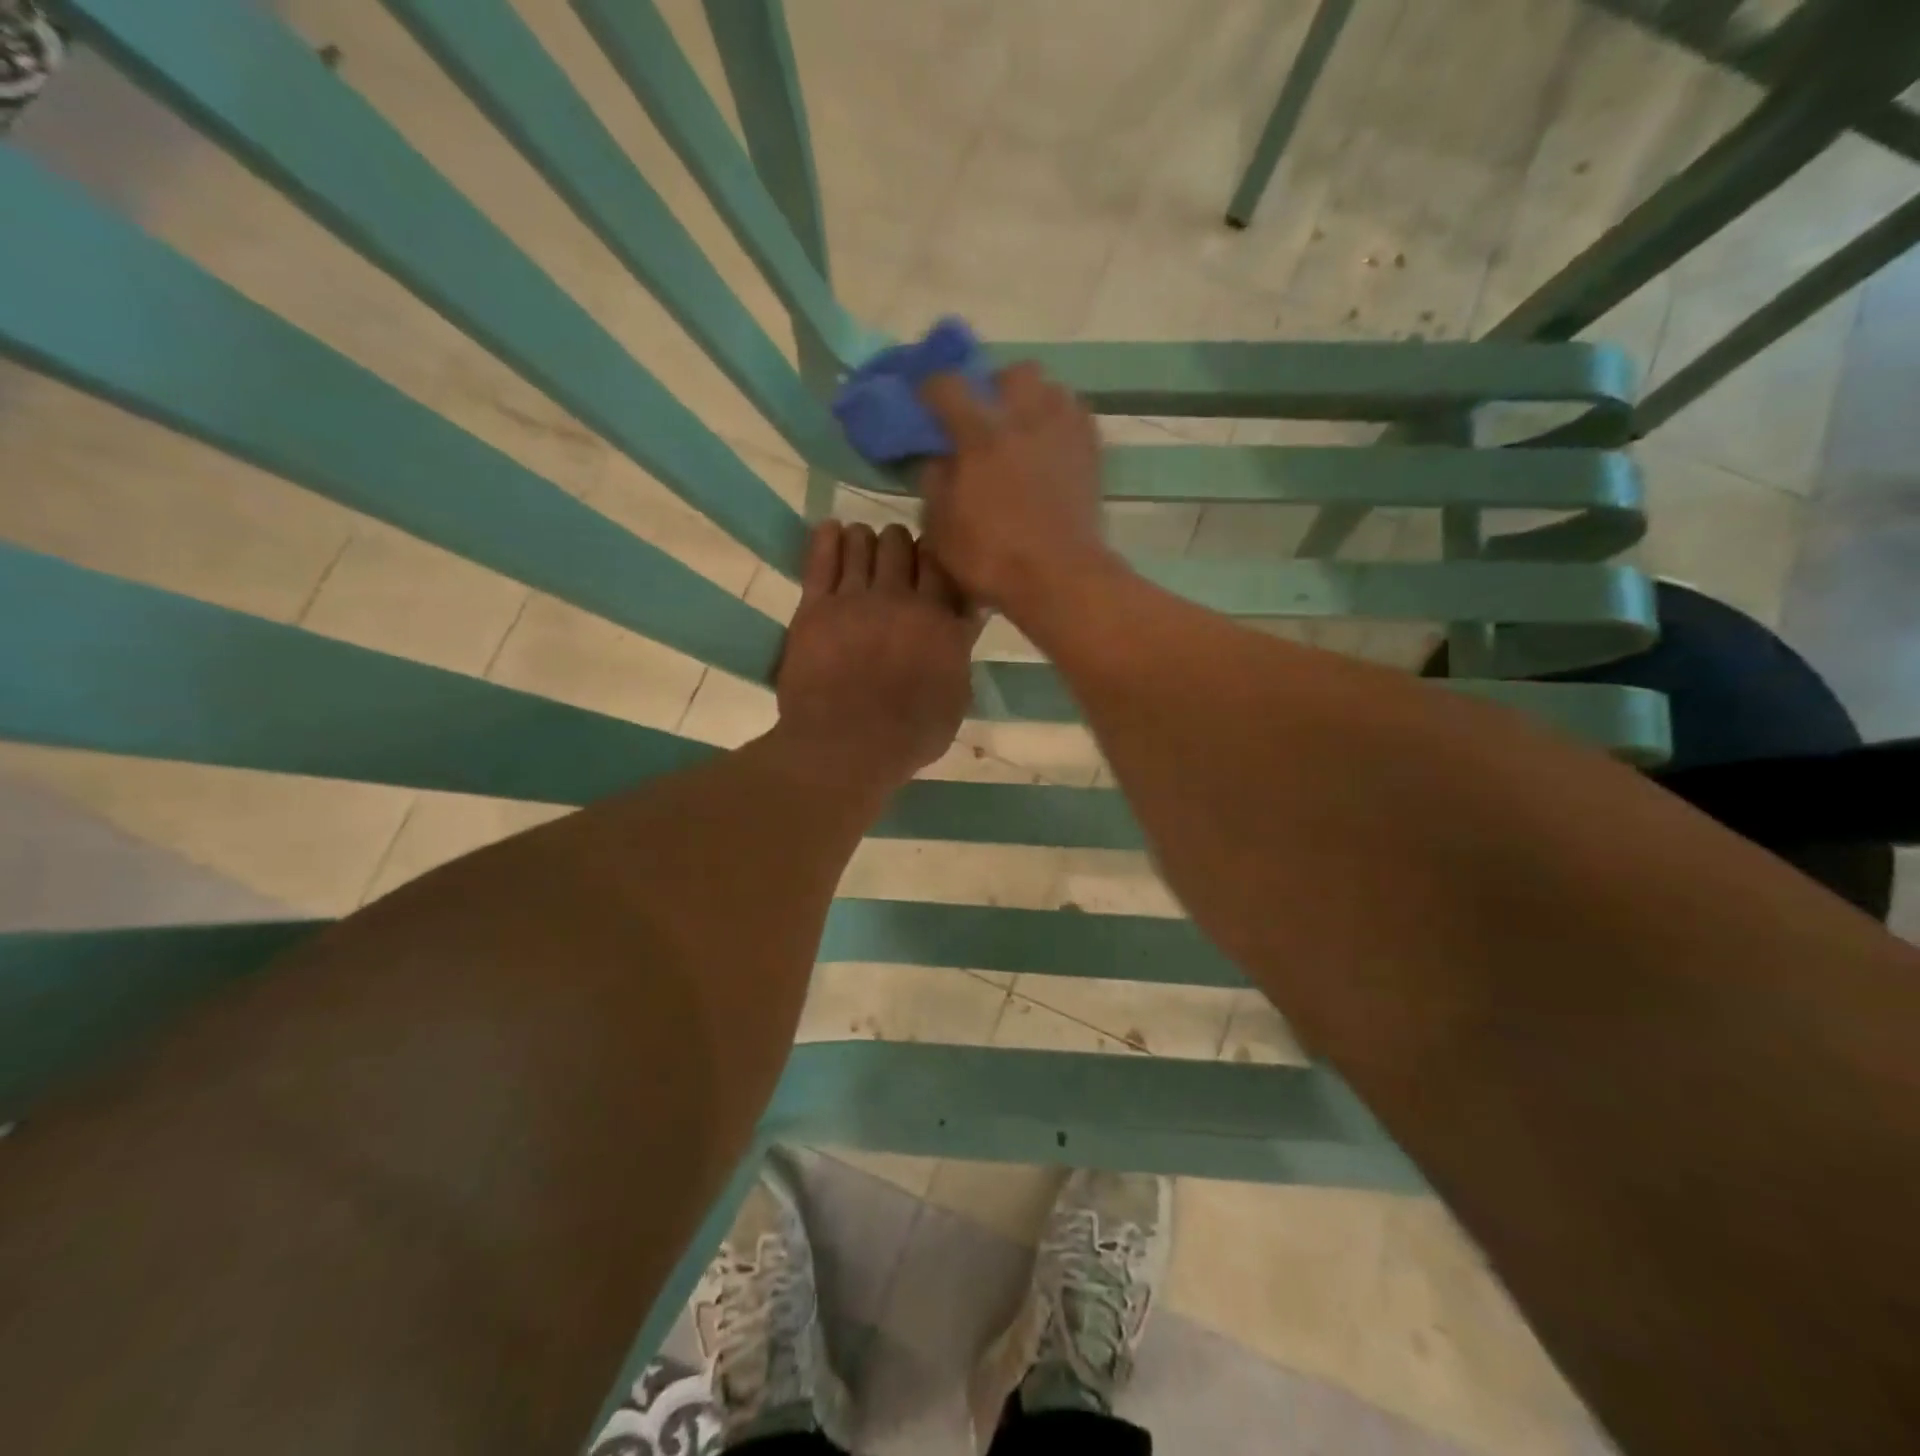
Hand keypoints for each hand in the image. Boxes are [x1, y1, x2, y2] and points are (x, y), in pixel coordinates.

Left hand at [774, 519, 978, 789]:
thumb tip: (969, 614)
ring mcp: (855, 599)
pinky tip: (832, 531)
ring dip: (866, 540)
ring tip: (863, 549)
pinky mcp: (815, 607)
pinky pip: (820, 557)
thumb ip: (961, 650)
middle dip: (901, 547)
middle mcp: (900, 598)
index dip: (936, 558)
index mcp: (940, 619)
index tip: (931, 567)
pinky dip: (827, 538)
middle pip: (902, 544)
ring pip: (862, 541)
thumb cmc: (910, 735)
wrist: (846, 747)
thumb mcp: (956, 698)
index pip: (942, 564)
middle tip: (896, 562)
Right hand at [918, 362, 1111, 615]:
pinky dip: (1061, 423)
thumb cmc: (992, 558)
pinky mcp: (1091, 453)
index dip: (932, 389)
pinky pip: (1077, 416)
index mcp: (980, 435)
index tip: (927, 402)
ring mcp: (1064, 433)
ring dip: (1034, 401)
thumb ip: (935, 485)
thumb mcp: (940, 529)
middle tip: (987, 417)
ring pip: (1052, 388)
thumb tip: (939, 460)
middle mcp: (1025, 419)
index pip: (948, 386)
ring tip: (1024, 430)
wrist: (1059, 578)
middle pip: (1013, 373)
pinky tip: (1051, 448)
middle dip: (997, 387)